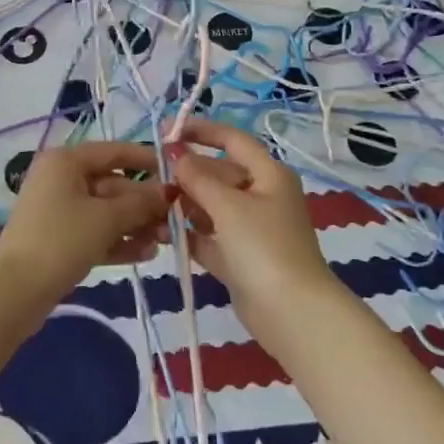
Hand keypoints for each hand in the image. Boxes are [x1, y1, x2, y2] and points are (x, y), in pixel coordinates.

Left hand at [0, 141, 172, 297]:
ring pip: (106, 211)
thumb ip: (140, 203)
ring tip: (163, 242)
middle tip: (174, 221)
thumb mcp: (106, 218)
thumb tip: (167, 191)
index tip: (177, 173)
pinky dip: (118, 240)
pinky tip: (145, 254)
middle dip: (144, 204)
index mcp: (67, 161)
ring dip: (135, 225)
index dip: (147, 161)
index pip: (115, 151)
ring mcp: (59, 210)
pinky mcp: (59, 238)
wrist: (14, 292)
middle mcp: (61, 179)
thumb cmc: (61, 241)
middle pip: (113, 184)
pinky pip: (95, 231)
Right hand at [172, 119, 334, 324]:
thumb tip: (176, 153)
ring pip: (212, 206)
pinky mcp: (241, 258)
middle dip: (188, 173)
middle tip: (152, 174)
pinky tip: (161, 233)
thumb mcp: (228, 206)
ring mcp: (252, 229)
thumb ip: (198, 178)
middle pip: (220, 174)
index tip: (167, 130)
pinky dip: (190, 234)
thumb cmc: (263, 247)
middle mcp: (262, 196)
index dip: (202, 131)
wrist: (292, 313)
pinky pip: (210, 237)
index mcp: (269, 175)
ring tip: (152, 204)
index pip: (233, 140)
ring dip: (185, 204)